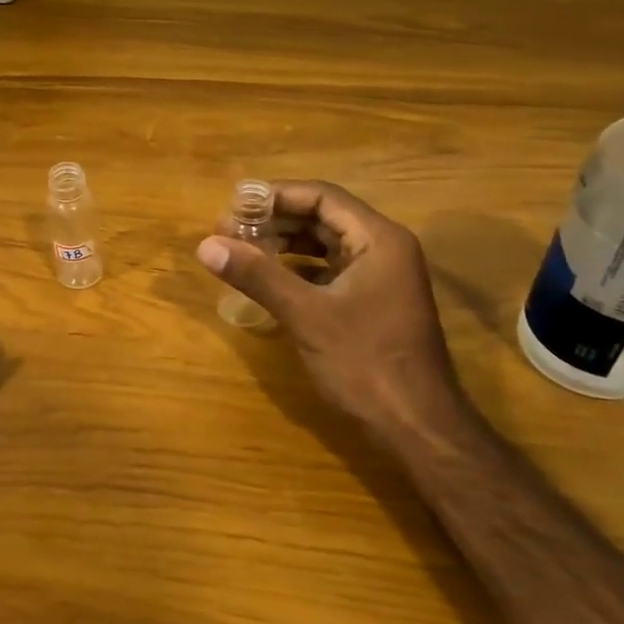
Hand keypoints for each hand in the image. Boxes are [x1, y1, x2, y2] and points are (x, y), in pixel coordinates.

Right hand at [197, 181, 462, 433]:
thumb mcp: (306, 315)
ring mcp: (380, 278)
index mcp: (378, 239)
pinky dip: (297, 270)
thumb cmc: (365, 363)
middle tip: (228, 230)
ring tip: (241, 251)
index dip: (276, 196)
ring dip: (284, 245)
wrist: (417, 426)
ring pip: (325, 246)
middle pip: (323, 218)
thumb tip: (206, 244)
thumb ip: (258, 275)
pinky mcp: (372, 303)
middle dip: (275, 221)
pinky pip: (329, 272)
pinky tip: (268, 281)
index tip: (234, 204)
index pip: (322, 197)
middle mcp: (383, 249)